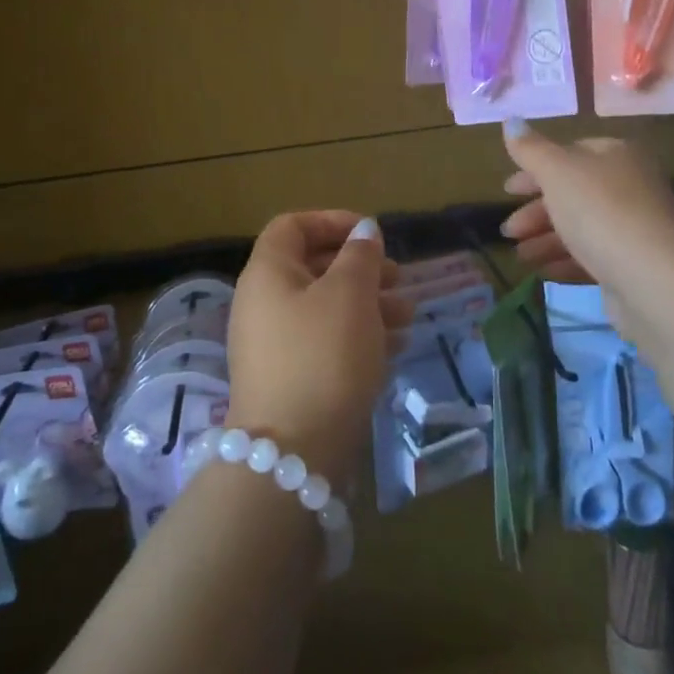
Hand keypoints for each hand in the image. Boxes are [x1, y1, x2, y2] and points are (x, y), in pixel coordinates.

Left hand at [225, 212, 404, 483]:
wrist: (292, 452)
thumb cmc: (323, 356)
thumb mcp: (349, 295)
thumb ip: (360, 256)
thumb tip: (363, 229)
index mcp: (268, 273)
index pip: (292, 226)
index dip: (332, 221)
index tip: (370, 234)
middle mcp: (264, 303)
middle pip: (314, 268)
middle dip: (361, 268)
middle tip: (399, 278)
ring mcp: (275, 345)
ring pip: (325, 308)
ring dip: (369, 304)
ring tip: (408, 316)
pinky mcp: (290, 379)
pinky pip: (326, 343)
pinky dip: (359, 337)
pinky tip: (396, 347)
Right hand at [497, 122, 673, 293]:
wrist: (655, 280)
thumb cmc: (601, 211)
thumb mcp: (557, 171)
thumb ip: (530, 149)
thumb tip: (511, 120)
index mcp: (617, 155)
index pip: (570, 153)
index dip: (535, 169)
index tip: (507, 191)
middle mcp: (630, 186)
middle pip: (573, 193)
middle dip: (536, 212)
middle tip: (508, 231)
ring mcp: (634, 227)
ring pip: (580, 227)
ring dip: (545, 239)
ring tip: (520, 257)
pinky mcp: (634, 264)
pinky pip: (592, 257)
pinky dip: (565, 261)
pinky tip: (543, 272)